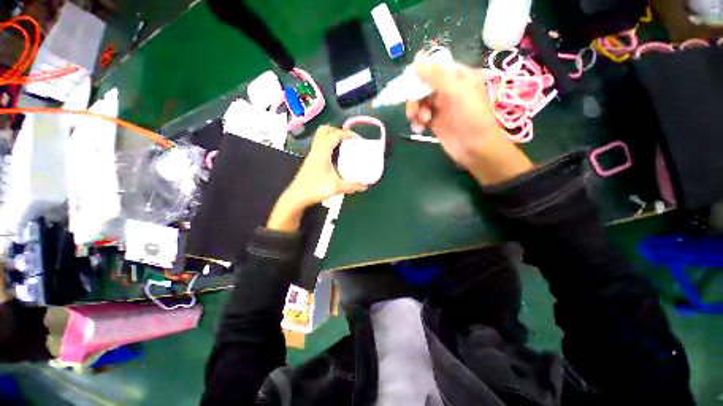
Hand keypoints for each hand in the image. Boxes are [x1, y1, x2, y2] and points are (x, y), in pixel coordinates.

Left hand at [267, 126, 367, 231]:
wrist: (297, 196)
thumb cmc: (315, 189)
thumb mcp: (336, 187)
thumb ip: (352, 186)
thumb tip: (365, 186)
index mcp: (322, 152)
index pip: (334, 134)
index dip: (347, 133)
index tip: (358, 139)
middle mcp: (316, 150)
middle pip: (324, 130)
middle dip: (338, 131)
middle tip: (348, 140)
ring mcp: (312, 155)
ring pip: (321, 137)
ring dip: (333, 137)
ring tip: (344, 146)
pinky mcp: (311, 160)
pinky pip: (320, 146)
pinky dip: (329, 145)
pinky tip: (336, 156)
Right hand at [406, 53, 532, 184]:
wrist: (476, 149)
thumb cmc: (472, 118)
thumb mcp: (457, 92)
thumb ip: (437, 76)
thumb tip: (416, 58)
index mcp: (457, 77)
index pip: (433, 68)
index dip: (419, 75)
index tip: (408, 84)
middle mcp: (448, 90)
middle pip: (423, 86)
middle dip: (415, 97)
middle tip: (413, 109)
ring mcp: (441, 107)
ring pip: (419, 102)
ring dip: (415, 111)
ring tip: (421, 121)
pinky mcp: (435, 122)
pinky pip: (420, 117)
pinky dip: (416, 122)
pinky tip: (419, 129)